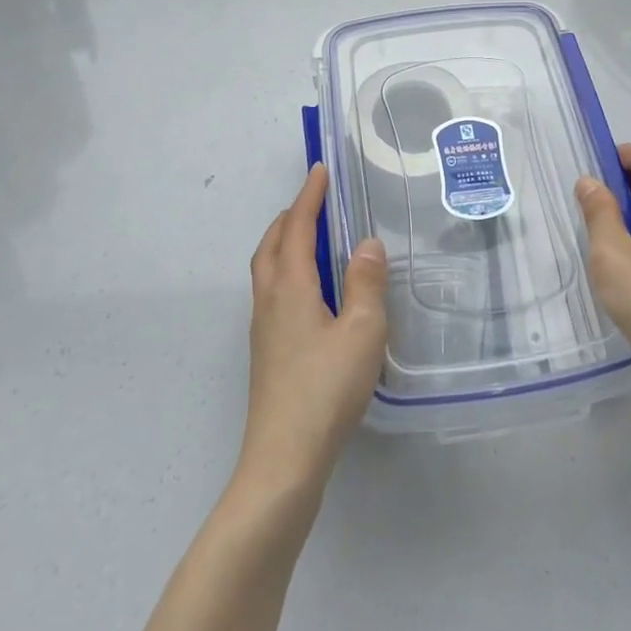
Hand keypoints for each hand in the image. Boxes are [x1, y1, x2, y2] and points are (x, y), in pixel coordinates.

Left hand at [237, 165, 388, 497]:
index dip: (309, 197)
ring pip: (266, 269)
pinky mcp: (266, 352)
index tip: (319, 170)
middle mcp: (270, 300)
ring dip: (284, 242)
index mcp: (291, 287)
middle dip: (291, 216)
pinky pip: (271, 291)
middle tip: (314, 200)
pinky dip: (285, 270)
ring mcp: (263, 329)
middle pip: (272, 244)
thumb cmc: (326, 389)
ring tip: (310, 238)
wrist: (283, 460)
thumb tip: (366, 244)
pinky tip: (308, 292)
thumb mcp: (361, 331)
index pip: (298, 228)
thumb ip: (365, 283)